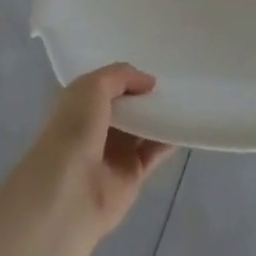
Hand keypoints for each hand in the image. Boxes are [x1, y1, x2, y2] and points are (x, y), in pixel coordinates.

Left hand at [10, 64, 174, 255]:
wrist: (69, 193)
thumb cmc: (73, 131)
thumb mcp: (91, 86)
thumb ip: (120, 76)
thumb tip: (148, 82)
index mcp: (78, 105)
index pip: (105, 84)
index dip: (126, 75)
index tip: (153, 62)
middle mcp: (95, 127)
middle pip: (127, 106)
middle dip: (146, 93)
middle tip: (175, 76)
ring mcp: (114, 152)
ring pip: (142, 127)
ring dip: (160, 114)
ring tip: (185, 96)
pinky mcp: (132, 174)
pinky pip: (155, 151)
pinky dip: (170, 138)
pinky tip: (185, 123)